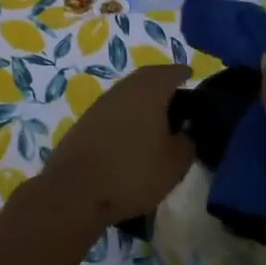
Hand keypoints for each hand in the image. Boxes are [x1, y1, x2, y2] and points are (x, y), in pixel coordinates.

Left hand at [40, 64, 195, 228]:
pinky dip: (127, 113)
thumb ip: (187, 143)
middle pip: (146, 78)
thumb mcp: (174, 164)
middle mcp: (123, 90)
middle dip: (162, 82)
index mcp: (148, 91)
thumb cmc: (132, 173)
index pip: (170, 73)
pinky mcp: (85, 123)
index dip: (182, 73)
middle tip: (177, 94)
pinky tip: (133, 131)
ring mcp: (100, 105)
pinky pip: (114, 109)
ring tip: (158, 115)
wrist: (74, 191)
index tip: (191, 74)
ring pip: (128, 93)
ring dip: (143, 98)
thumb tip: (187, 132)